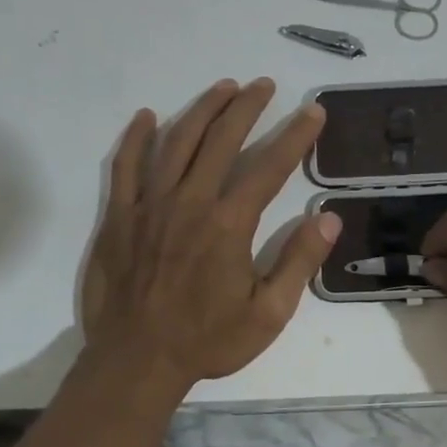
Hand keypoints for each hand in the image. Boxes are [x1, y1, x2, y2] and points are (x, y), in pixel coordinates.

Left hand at [81, 78, 340, 389]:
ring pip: (175, 141)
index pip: (269, 166)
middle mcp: (189, 202)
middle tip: (264, 85)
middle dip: (247, 107)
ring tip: (223, 88)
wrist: (136, 362)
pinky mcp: (118, 217)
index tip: (312, 111)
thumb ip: (298, 263)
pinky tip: (146, 117)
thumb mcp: (268, 314)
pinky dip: (135, 138)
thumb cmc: (207, 341)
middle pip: (221, 139)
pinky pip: (124, 166)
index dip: (294, 135)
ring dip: (201, 109)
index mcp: (229, 224)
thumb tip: (328, 219)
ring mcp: (148, 205)